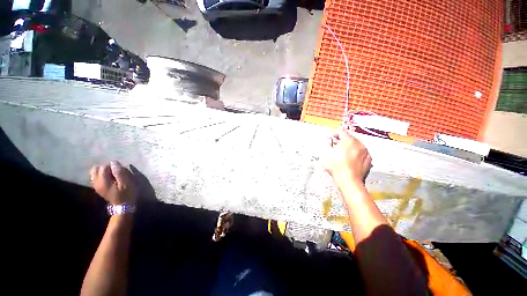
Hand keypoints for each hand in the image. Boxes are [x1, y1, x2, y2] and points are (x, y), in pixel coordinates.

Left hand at [90, 161, 136, 204]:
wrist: (123, 206)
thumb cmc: (126, 194)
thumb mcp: (126, 183)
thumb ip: (119, 172)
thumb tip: (114, 162)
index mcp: (103, 181)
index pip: (104, 167)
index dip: (113, 166)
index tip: (121, 169)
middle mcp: (96, 182)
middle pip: (96, 169)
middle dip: (105, 167)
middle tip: (116, 171)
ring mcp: (96, 186)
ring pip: (95, 173)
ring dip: (103, 171)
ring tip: (113, 174)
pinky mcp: (98, 188)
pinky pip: (96, 177)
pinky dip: (101, 175)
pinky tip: (109, 178)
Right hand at [324, 128, 371, 183]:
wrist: (348, 180)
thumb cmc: (336, 166)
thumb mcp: (326, 153)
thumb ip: (327, 143)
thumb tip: (329, 140)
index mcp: (349, 140)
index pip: (341, 132)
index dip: (334, 134)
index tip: (330, 139)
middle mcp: (359, 144)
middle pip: (349, 138)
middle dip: (341, 141)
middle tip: (335, 147)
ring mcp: (365, 152)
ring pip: (355, 146)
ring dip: (349, 147)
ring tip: (342, 155)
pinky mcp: (369, 160)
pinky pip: (361, 153)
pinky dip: (355, 154)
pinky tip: (350, 160)